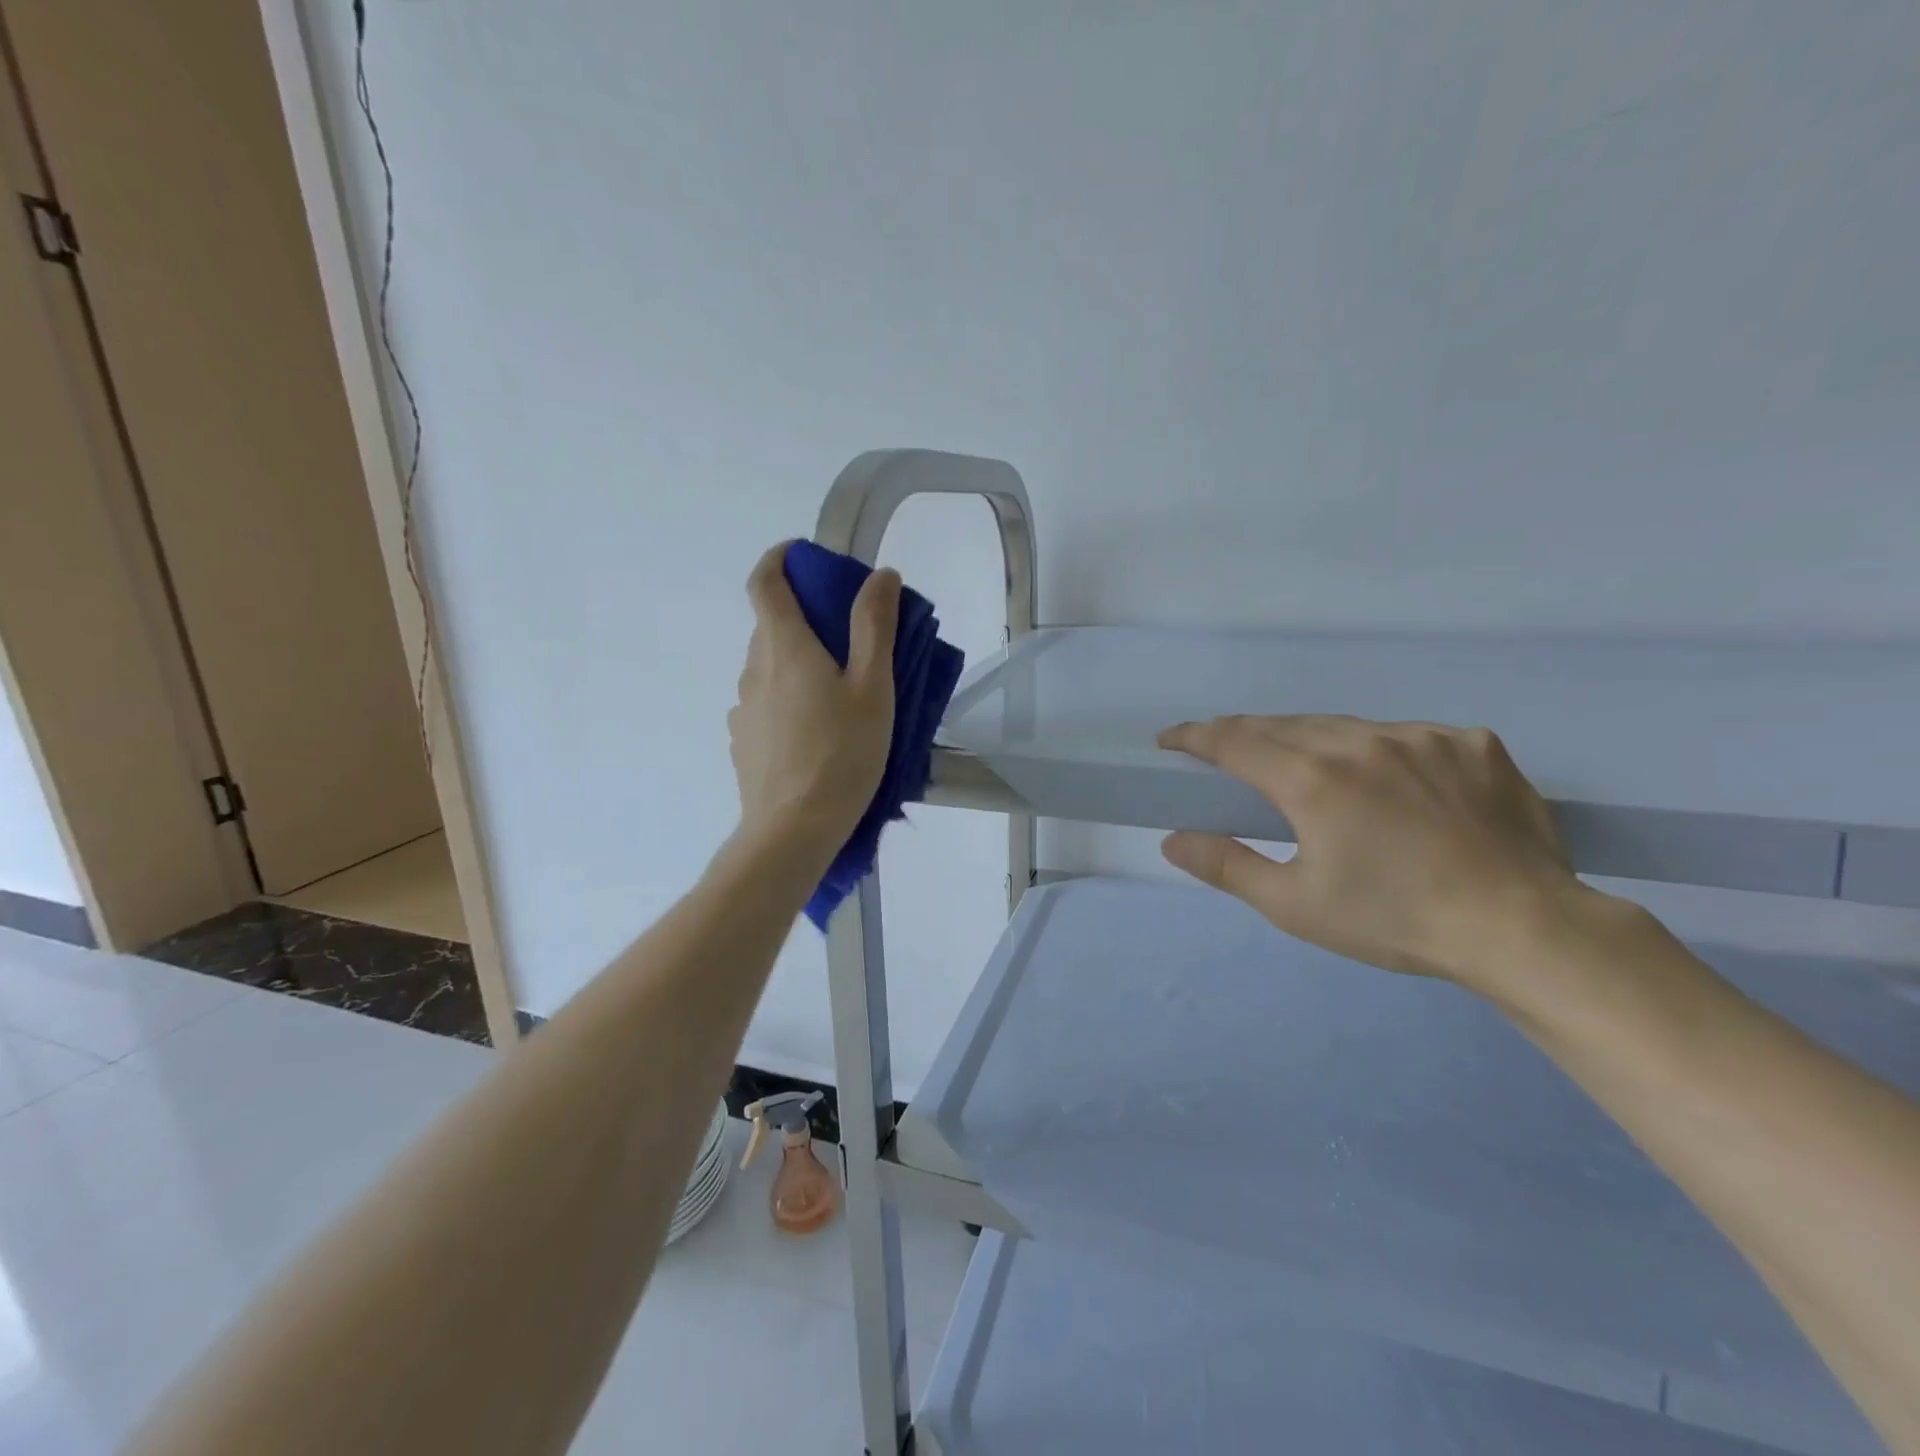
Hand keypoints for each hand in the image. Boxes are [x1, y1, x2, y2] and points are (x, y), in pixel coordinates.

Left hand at [729, 543, 898, 850]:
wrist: (793, 830)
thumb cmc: (842, 753)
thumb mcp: (872, 686)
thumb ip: (874, 626)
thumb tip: (879, 575)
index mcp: (783, 646)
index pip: (764, 582)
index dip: (778, 559)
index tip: (802, 556)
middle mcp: (753, 668)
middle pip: (770, 625)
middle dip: (803, 616)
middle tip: (847, 634)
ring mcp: (742, 708)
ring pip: (768, 667)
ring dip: (797, 661)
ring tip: (838, 691)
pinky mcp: (743, 741)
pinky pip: (765, 702)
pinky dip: (787, 697)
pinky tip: (816, 731)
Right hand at [1157, 715, 1586, 987]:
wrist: (1523, 928)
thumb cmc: (1394, 920)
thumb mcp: (1295, 906)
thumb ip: (1227, 866)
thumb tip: (1171, 840)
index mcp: (1312, 780)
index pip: (1234, 742)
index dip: (1195, 737)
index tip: (1169, 739)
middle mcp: (1361, 742)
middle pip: (1283, 726)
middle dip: (1244, 734)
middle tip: (1222, 749)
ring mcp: (1421, 736)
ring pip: (1343, 724)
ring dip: (1307, 737)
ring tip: (1299, 761)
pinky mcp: (1471, 743)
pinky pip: (1405, 735)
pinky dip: (1377, 749)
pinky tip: (1387, 779)